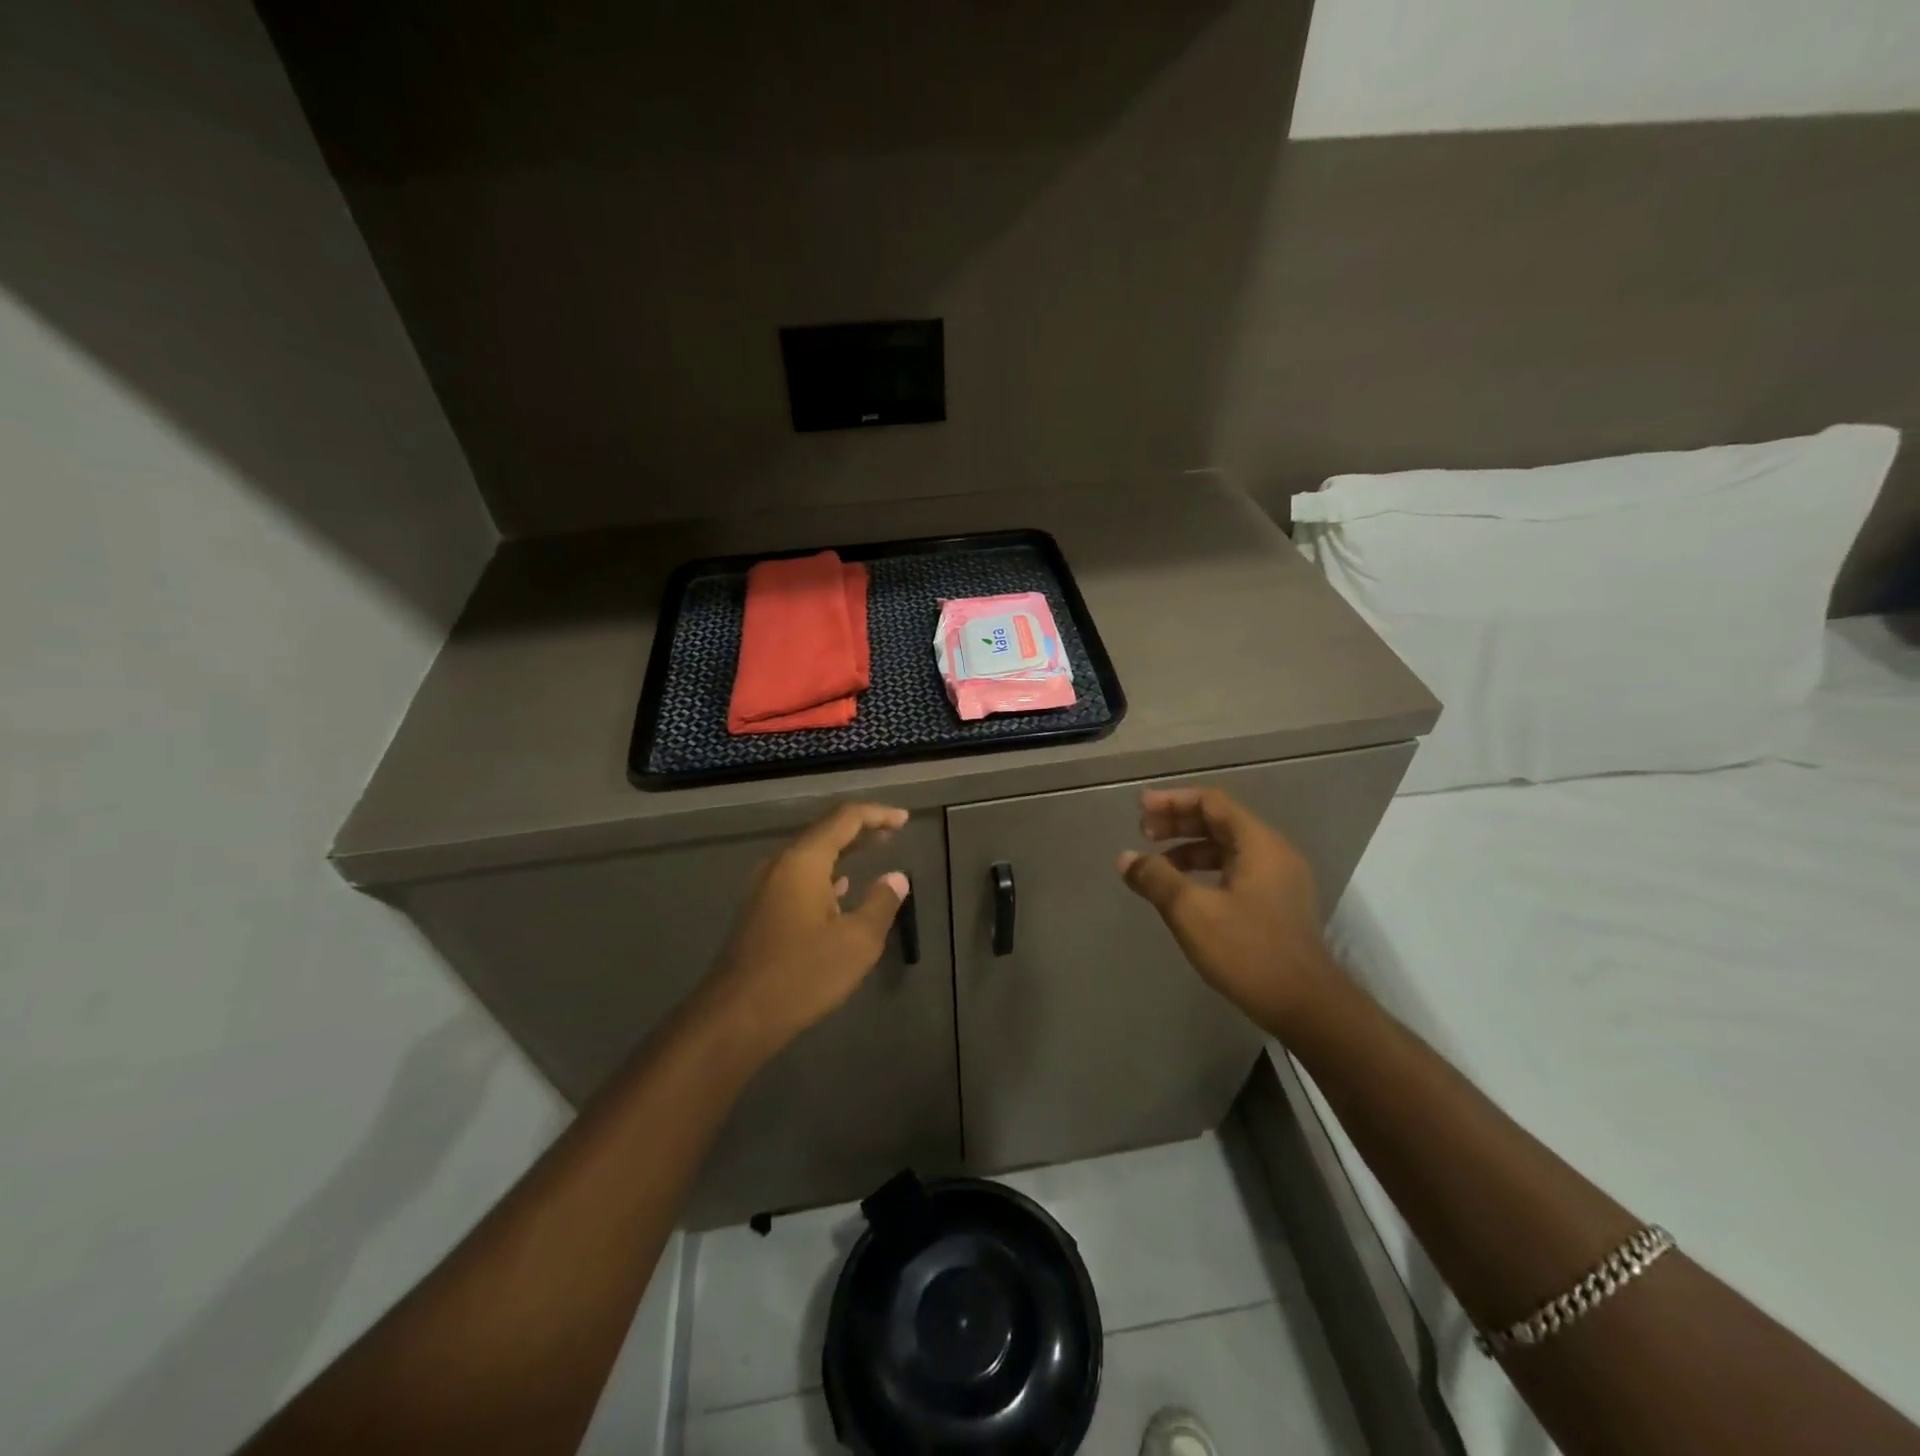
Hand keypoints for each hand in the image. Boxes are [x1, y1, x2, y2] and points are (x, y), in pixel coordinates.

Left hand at [699, 802, 910, 1062]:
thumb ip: (881, 903)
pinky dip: (825, 874)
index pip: (845, 819)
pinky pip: (798, 877)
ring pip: (810, 856)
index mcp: (803, 861)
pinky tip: (840, 890)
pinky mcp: (758, 911)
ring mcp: (764, 888)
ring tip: (873, 853)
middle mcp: (779, 865)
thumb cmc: (801, 975)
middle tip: (892, 832)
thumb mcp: (857, 942)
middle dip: (860, 829)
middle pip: (824, 832)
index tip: (904, 819)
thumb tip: (896, 878)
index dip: (877, 814)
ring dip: (843, 851)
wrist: (735, 1017)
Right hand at [1117, 787, 1337, 1035]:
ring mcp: (1279, 880)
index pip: (1212, 802)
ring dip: (1189, 849)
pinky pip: (1235, 871)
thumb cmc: (1248, 951)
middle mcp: (1273, 853)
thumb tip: (1126, 858)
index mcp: (1259, 844)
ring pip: (1227, 848)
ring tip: (1156, 864)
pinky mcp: (1276, 905)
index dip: (1173, 801)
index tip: (1140, 810)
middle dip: (1178, 823)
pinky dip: (1204, 870)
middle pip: (1220, 822)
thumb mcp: (1192, 912)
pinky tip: (1183, 891)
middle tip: (1142, 833)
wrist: (1306, 1007)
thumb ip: (1156, 878)